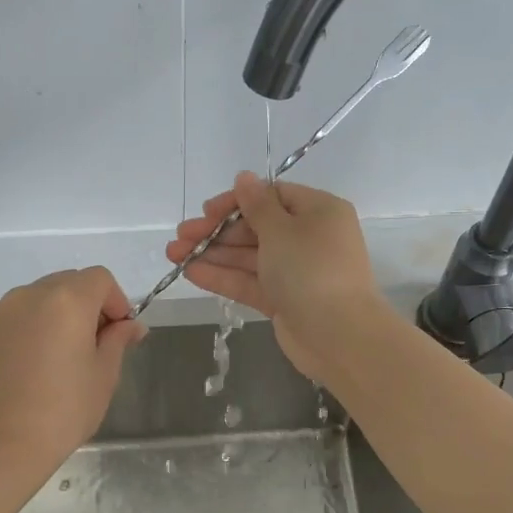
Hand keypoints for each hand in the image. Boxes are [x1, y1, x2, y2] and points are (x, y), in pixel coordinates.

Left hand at [0, 267, 145, 472]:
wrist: (5, 444)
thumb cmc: (65, 409)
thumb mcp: (104, 373)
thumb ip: (118, 339)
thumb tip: (131, 325)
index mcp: (67, 300)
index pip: (100, 279)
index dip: (116, 301)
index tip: (119, 332)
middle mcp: (30, 294)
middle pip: (68, 282)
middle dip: (87, 304)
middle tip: (93, 344)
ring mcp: (0, 310)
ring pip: (39, 297)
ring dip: (56, 313)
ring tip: (59, 354)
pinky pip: (15, 315)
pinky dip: (30, 326)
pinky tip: (32, 362)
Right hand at [165, 173, 386, 378]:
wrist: (338, 335)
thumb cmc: (311, 270)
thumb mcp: (281, 229)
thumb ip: (256, 205)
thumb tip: (244, 177)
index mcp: (319, 211)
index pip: (273, 196)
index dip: (237, 201)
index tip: (207, 210)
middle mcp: (309, 238)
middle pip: (257, 227)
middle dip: (217, 231)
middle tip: (181, 235)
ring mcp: (297, 272)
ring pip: (250, 257)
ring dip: (213, 253)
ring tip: (173, 254)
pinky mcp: (285, 300)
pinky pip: (251, 282)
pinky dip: (223, 277)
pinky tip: (191, 272)